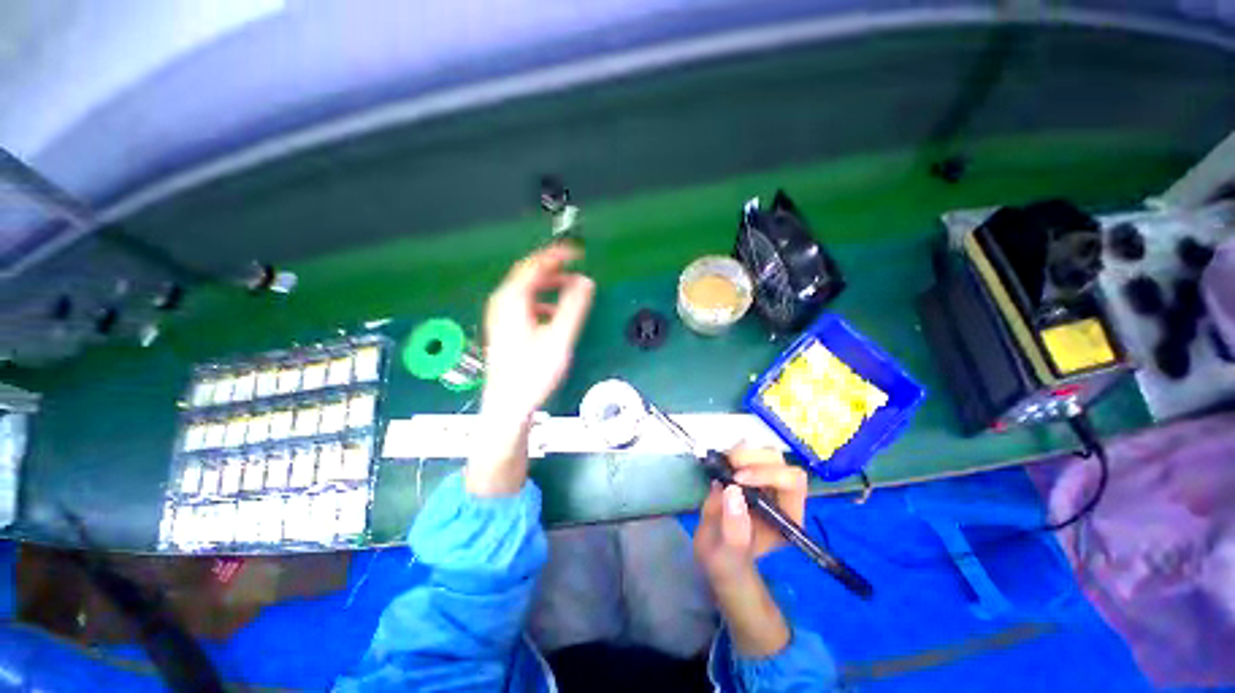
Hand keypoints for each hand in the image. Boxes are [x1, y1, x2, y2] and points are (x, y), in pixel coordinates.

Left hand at [481, 243, 594, 417]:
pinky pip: (524, 303)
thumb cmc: (532, 373)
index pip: (535, 265)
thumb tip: (586, 282)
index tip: (577, 252)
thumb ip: (574, 307)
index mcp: (513, 300)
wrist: (509, 405)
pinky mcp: (505, 327)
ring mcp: (501, 316)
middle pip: (528, 274)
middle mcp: (502, 303)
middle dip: (553, 268)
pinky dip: (542, 299)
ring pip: (526, 288)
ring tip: (569, 287)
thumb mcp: (559, 338)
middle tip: (575, 266)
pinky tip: (554, 312)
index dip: (557, 255)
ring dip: (549, 284)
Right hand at [693, 444, 806, 657]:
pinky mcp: (747, 472)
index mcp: (787, 516)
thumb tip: (731, 490)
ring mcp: (764, 481)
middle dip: (753, 458)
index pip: (792, 482)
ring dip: (743, 452)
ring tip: (723, 464)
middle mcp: (781, 495)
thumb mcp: (728, 555)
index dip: (767, 473)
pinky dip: (733, 451)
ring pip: (765, 452)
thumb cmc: (728, 561)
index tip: (738, 478)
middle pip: (780, 461)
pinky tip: (720, 462)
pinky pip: (747, 452)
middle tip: (728, 467)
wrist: (717, 555)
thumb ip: (733, 529)